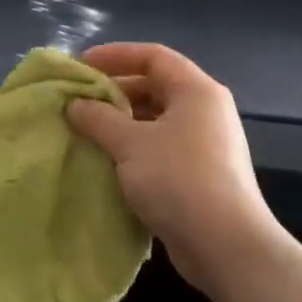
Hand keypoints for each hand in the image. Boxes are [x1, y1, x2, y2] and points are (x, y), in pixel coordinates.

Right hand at [66, 42, 277, 295]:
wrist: (226, 246)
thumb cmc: (178, 180)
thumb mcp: (130, 144)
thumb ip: (99, 118)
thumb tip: (75, 104)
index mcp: (196, 91)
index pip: (153, 56)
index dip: (115, 55)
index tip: (82, 65)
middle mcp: (206, 110)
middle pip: (156, 86)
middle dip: (116, 91)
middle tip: (80, 101)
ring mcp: (206, 143)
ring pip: (157, 119)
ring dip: (122, 122)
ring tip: (88, 131)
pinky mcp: (202, 174)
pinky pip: (162, 147)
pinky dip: (135, 147)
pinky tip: (109, 161)